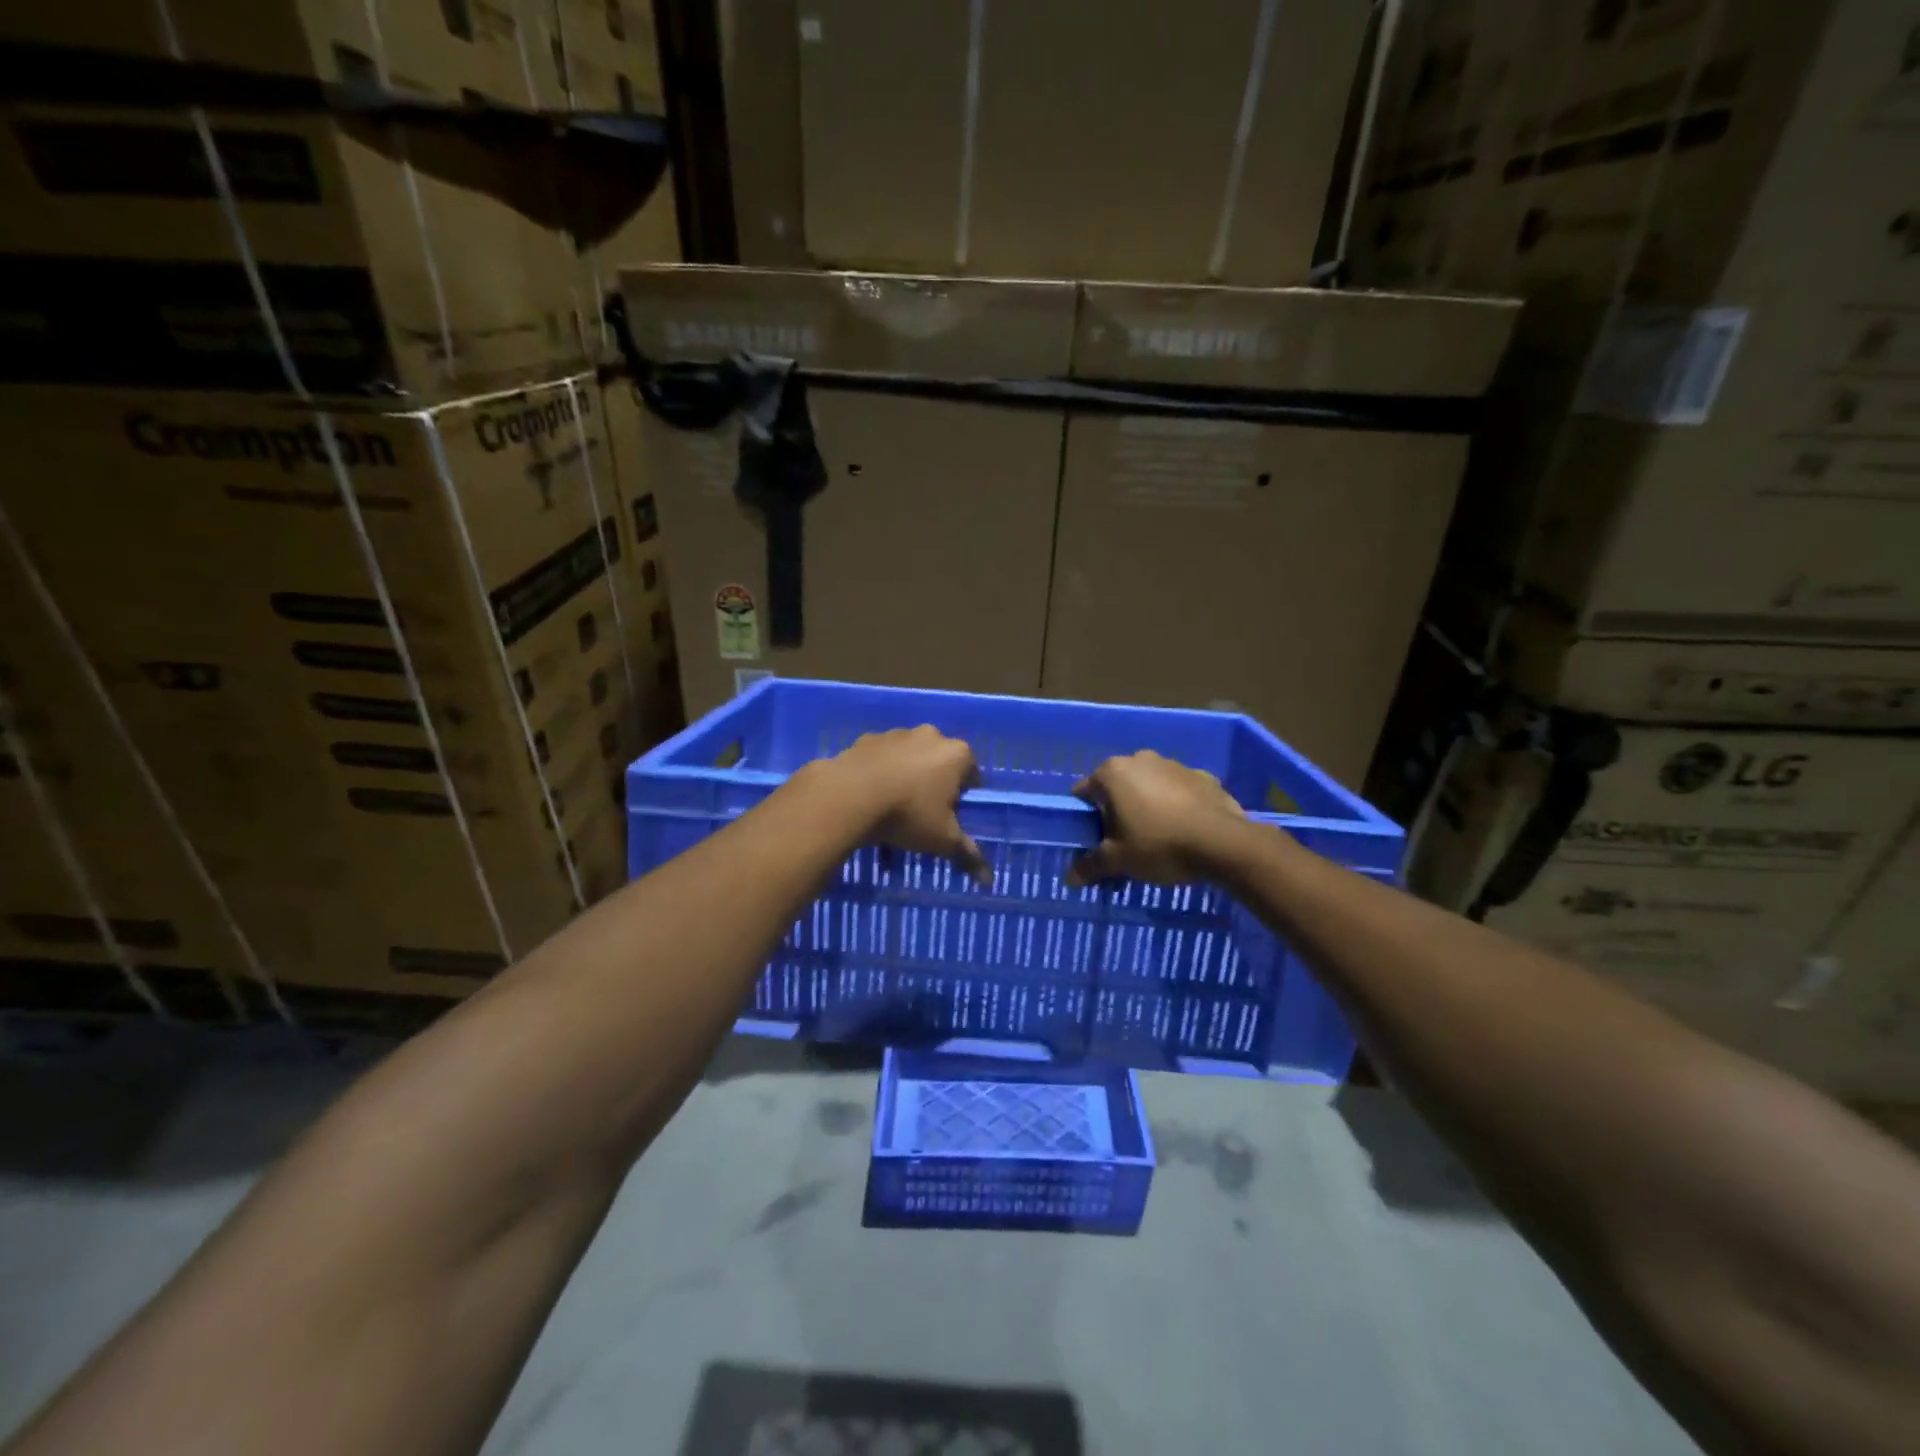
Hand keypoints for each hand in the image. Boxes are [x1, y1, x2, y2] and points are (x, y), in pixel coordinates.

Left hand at [827, 726, 989, 884]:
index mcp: (957, 754)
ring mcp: (896, 734)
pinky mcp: (867, 739)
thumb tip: (988, 880)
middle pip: (940, 762)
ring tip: (892, 806)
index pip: (971, 775)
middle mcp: (930, 735)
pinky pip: (881, 757)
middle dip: (934, 784)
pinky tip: (870, 795)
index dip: (962, 797)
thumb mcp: (942, 839)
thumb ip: (967, 855)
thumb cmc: (909, 814)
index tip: (949, 817)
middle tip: (922, 813)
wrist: (849, 795)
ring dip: (906, 775)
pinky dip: (880, 771)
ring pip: (909, 757)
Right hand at [1067, 751, 1247, 885]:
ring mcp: (1175, 764)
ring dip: (1147, 805)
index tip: (1095, 841)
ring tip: (1158, 838)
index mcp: (1113, 773)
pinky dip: (1177, 805)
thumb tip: (1070, 879)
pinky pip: (1179, 791)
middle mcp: (1140, 759)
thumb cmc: (1158, 845)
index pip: (1084, 793)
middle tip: (1124, 842)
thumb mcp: (1118, 861)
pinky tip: (1184, 830)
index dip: (1086, 819)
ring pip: (1149, 786)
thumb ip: (1091, 866)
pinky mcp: (1203, 776)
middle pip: (1117, 787)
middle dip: (1117, 811)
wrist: (1223, 844)